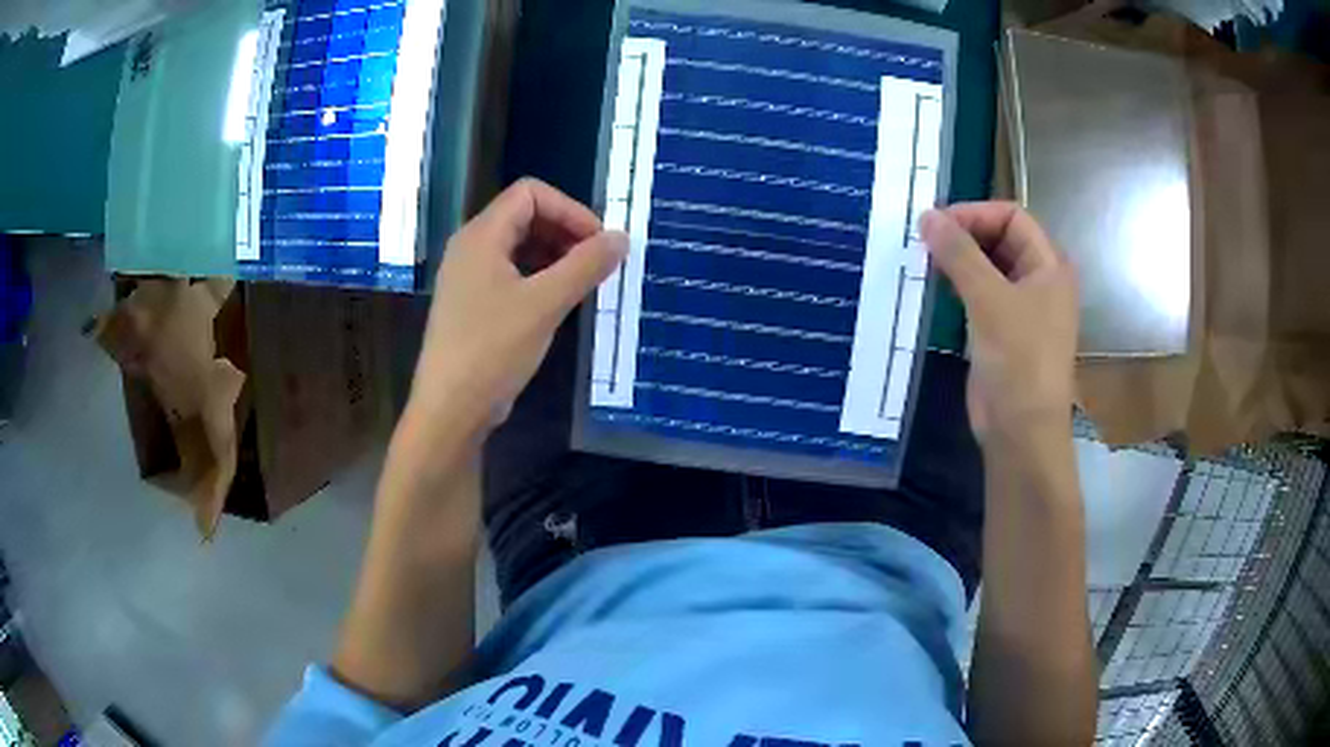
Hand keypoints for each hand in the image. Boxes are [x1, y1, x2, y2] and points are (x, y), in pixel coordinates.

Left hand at [408, 178, 626, 432]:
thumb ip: (585, 266)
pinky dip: (539, 277)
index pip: (530, 193)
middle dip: (565, 232)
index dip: (570, 209)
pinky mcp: (473, 303)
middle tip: (596, 263)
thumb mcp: (545, 304)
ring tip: (583, 283)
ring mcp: (469, 276)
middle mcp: (471, 247)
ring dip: (555, 255)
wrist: (450, 408)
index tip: (598, 242)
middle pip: (525, 216)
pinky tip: (559, 303)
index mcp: (481, 235)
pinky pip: (511, 273)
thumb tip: (621, 238)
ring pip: (519, 246)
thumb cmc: (492, 350)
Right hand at [921, 203, 1077, 446]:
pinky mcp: (1003, 331)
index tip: (936, 224)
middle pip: (999, 239)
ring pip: (987, 267)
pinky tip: (933, 287)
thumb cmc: (1019, 360)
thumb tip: (926, 215)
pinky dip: (957, 285)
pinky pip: (979, 294)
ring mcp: (1021, 307)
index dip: (975, 214)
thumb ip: (959, 254)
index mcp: (1049, 265)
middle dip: (964, 235)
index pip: (1011, 216)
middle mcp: (1039, 280)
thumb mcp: (990, 300)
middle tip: (923, 241)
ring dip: (958, 260)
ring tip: (922, 260)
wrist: (1021, 431)